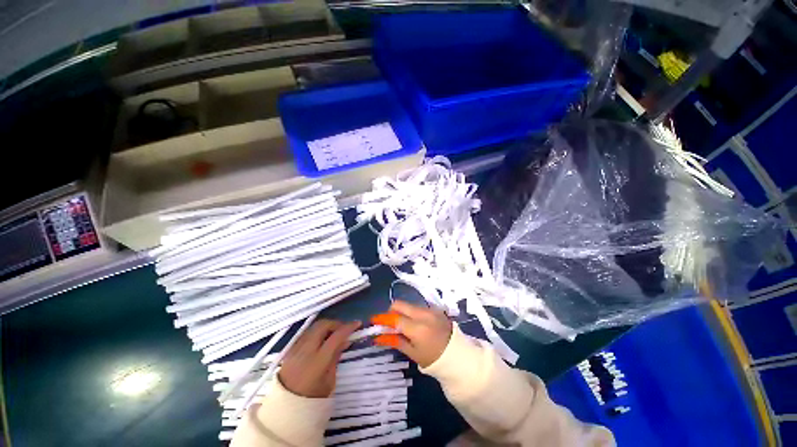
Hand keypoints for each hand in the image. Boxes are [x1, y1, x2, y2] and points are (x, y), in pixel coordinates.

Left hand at [278, 319, 360, 397]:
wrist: (285, 409)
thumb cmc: (312, 399)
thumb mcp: (330, 380)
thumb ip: (336, 357)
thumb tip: (345, 340)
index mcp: (318, 361)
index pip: (336, 336)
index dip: (348, 327)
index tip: (357, 324)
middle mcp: (306, 350)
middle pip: (323, 325)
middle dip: (336, 323)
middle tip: (344, 329)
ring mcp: (296, 348)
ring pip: (313, 327)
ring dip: (326, 326)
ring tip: (334, 333)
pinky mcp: (290, 350)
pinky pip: (306, 333)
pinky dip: (316, 332)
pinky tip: (322, 340)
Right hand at [371, 300, 452, 367]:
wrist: (458, 355)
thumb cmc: (433, 358)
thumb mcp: (412, 352)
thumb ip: (395, 341)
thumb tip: (377, 337)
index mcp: (417, 328)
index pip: (394, 318)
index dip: (382, 318)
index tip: (373, 320)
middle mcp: (423, 314)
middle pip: (400, 304)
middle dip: (391, 311)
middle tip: (387, 322)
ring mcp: (430, 309)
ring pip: (409, 305)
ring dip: (402, 312)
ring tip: (402, 325)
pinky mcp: (435, 308)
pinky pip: (418, 306)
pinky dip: (411, 312)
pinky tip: (414, 323)